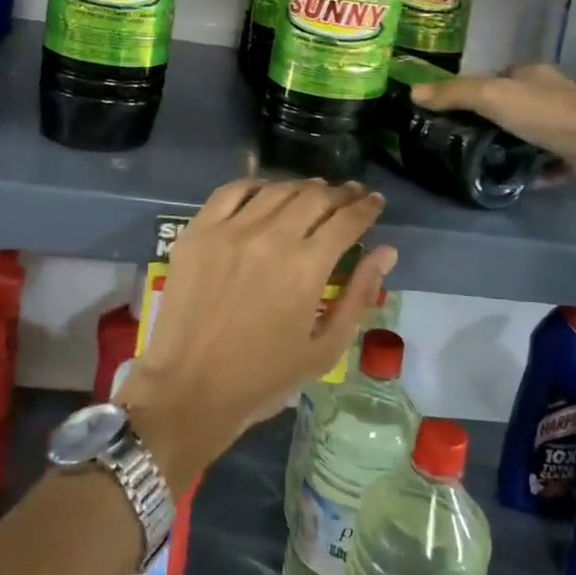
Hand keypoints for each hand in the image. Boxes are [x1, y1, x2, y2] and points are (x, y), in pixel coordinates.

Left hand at [119, 178, 396, 485]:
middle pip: (314, 197)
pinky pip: (232, 191)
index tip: (375, 200)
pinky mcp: (198, 231)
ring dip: (302, 187)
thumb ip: (359, 296)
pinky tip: (267, 191)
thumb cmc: (263, 378)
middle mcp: (271, 237)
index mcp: (306, 268)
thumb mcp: (325, 349)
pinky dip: (256, 185)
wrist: (188, 389)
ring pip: (277, 189)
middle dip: (340, 193)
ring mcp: (230, 230)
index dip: (366, 207)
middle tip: (350, 194)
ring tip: (314, 192)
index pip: (347, 220)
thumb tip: (386, 251)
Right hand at [410, 64, 575, 204]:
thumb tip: (413, 92)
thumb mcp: (493, 98)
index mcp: (535, 75)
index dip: (480, 88)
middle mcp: (556, 94)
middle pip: (520, 103)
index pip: (502, 75)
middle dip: (498, 118)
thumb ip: (454, 94)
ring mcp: (574, 125)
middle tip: (467, 139)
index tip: (457, 108)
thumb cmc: (549, 114)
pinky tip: (526, 182)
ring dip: (519, 144)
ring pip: (538, 132)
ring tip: (490, 162)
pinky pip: (556, 161)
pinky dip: (541, 170)